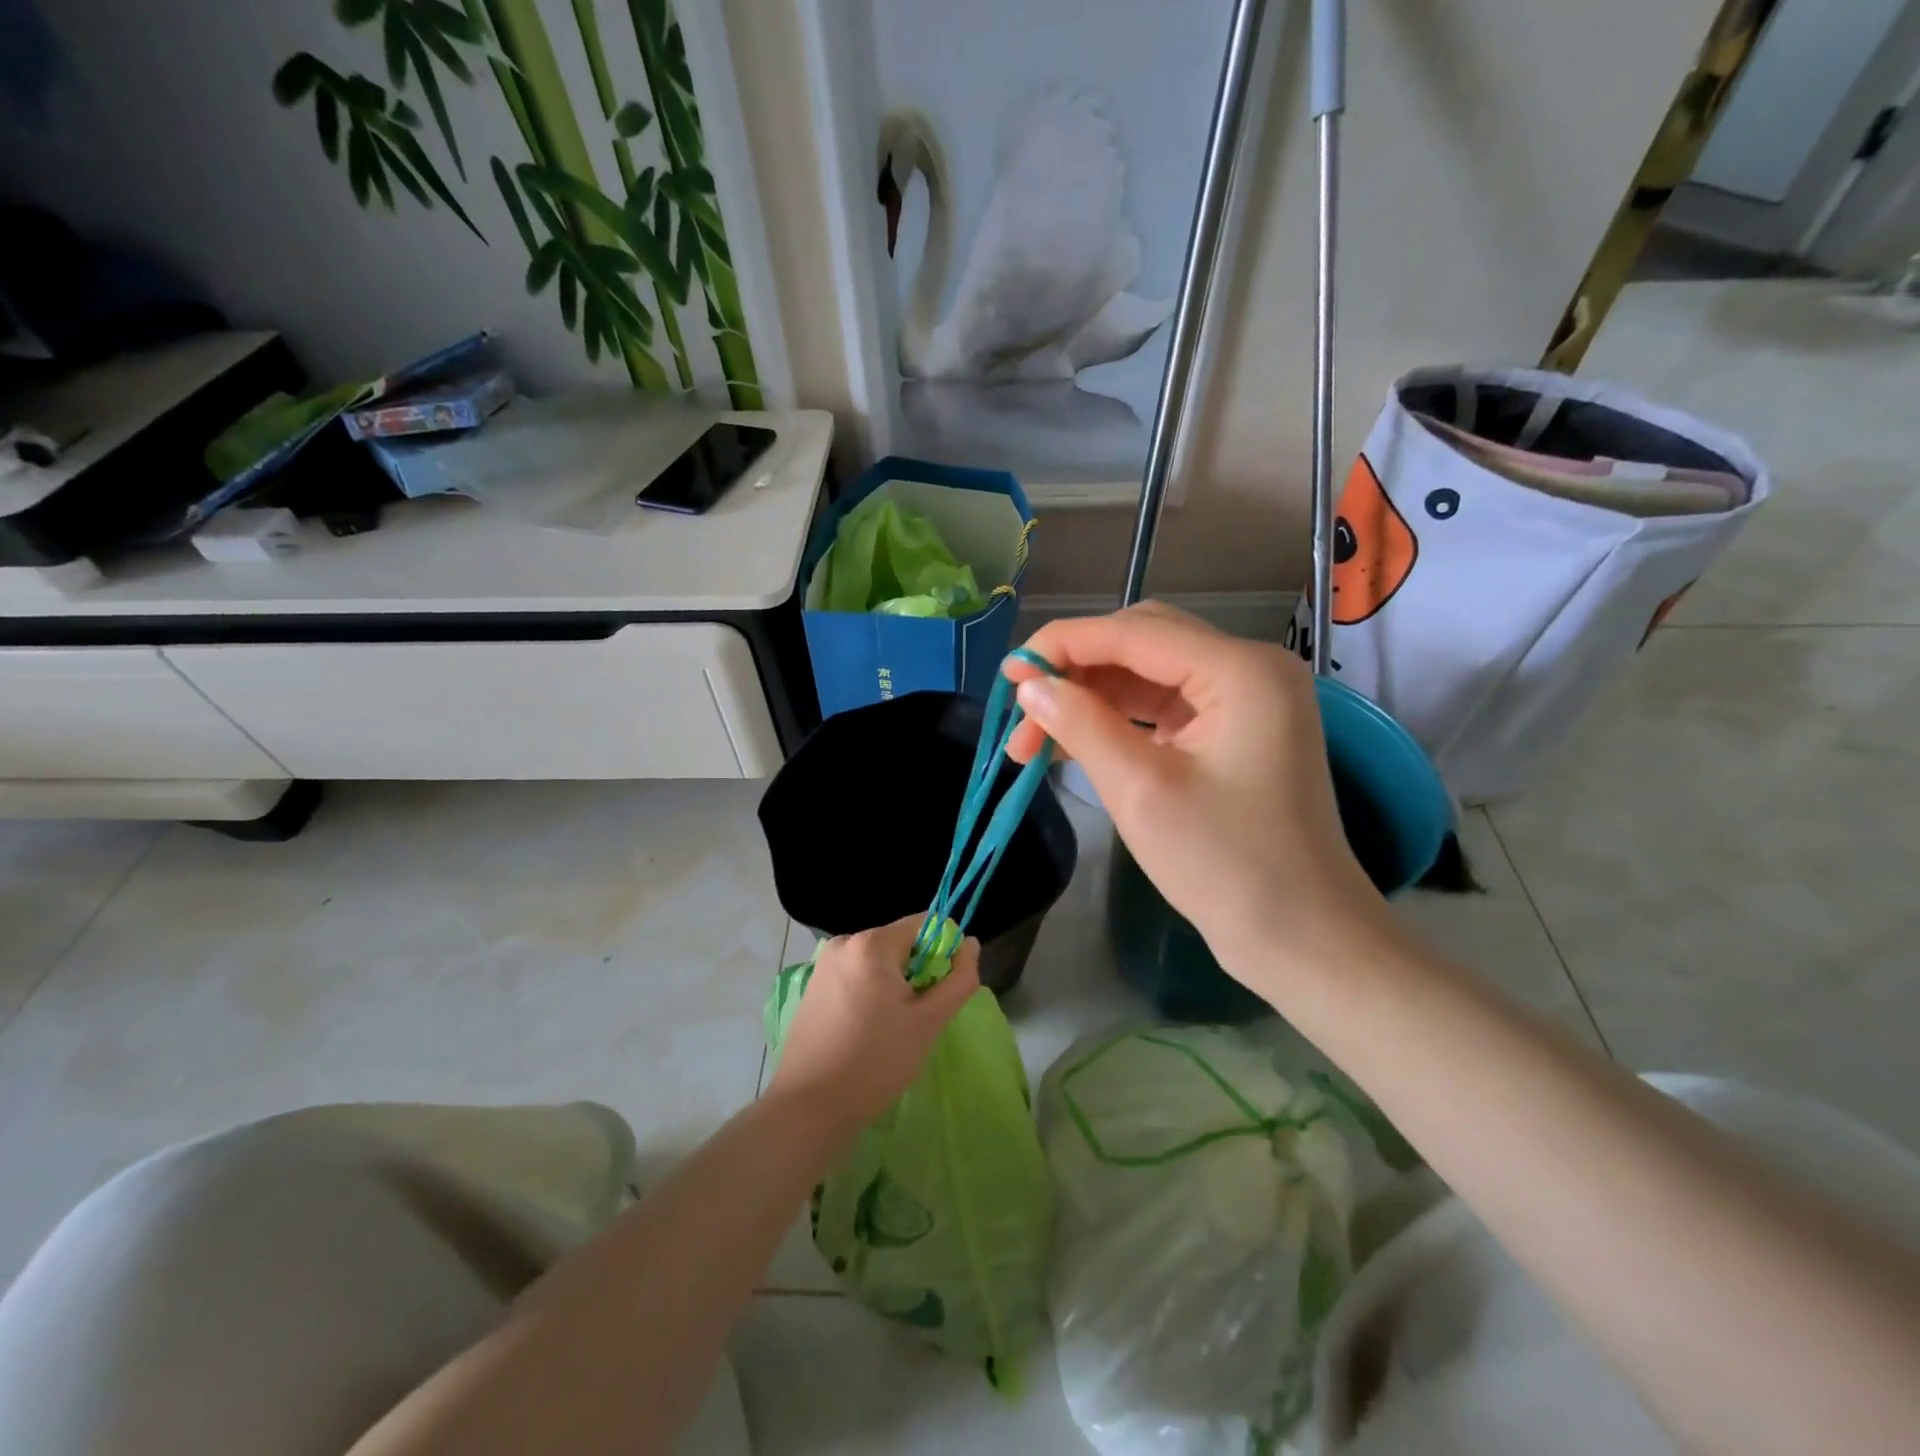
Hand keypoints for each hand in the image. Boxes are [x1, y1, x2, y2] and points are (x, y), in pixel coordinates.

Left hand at [766, 915, 980, 1137]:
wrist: (809, 1106)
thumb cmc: (876, 1061)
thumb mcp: (929, 1022)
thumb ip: (959, 979)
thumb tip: (971, 944)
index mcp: (872, 943)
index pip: (925, 924)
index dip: (944, 952)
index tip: (942, 991)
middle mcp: (844, 942)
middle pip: (901, 942)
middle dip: (918, 971)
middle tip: (918, 1016)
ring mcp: (824, 964)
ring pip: (880, 961)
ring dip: (896, 984)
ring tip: (893, 1027)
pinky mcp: (814, 986)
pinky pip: (857, 975)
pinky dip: (872, 993)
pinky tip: (868, 1029)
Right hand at [1004, 603, 1392, 986]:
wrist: (1301, 937)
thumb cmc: (1225, 866)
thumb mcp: (1140, 791)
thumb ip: (1081, 725)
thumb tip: (1030, 686)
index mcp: (1239, 670)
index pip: (1132, 633)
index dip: (1062, 645)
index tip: (1007, 673)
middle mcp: (1248, 668)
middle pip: (1141, 642)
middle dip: (1075, 672)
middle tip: (1021, 711)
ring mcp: (1245, 699)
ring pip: (1147, 675)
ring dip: (1090, 699)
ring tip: (1033, 739)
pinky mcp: (1234, 730)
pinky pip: (1162, 707)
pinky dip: (1116, 720)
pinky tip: (1071, 744)